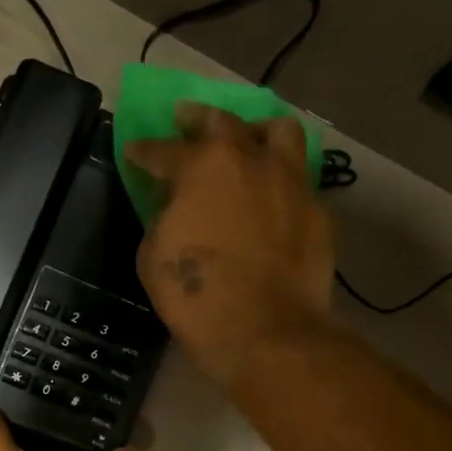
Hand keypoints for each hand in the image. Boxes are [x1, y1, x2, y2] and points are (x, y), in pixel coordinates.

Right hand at [127, 105, 337, 395]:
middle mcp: (250, 159)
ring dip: (255, 130)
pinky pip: (296, 180)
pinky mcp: (317, 209)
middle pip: (223, 122)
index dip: (144, 151)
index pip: (163, 150)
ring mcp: (290, 181)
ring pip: (279, 132)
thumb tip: (175, 204)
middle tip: (185, 120)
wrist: (264, 331)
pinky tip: (270, 197)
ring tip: (246, 140)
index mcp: (202, 167)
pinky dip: (278, 180)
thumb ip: (163, 217)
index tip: (134, 149)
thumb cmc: (196, 296)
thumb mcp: (154, 255)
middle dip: (197, 119)